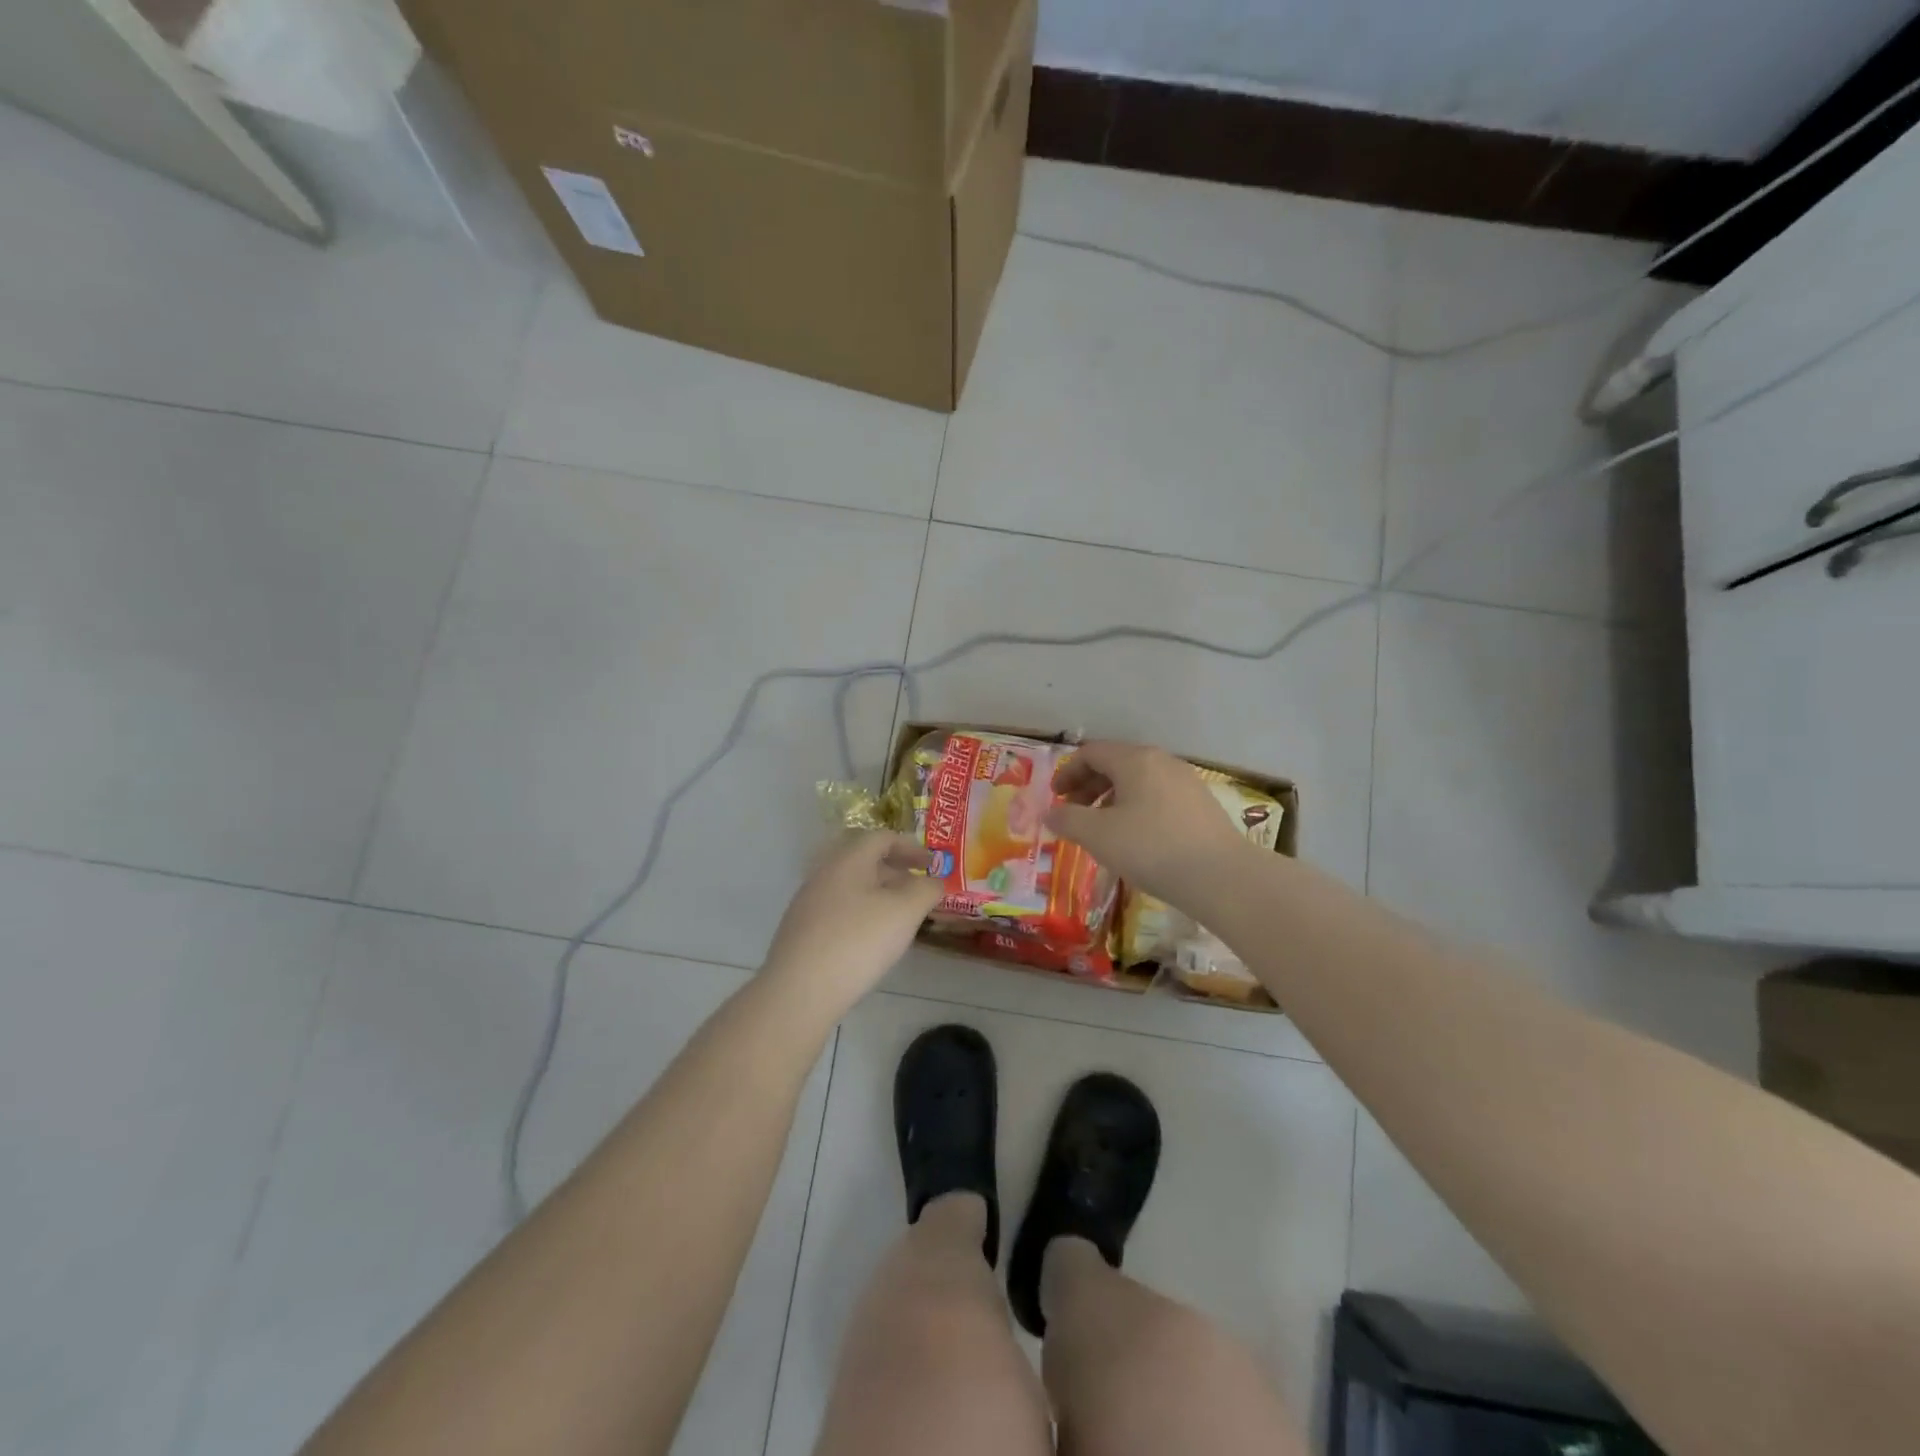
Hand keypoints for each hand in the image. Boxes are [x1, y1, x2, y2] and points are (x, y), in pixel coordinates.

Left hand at [762, 831, 943, 1019]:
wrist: (798, 992)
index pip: (881, 838)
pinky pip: (838, 911)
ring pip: (851, 888)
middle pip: (864, 862)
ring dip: (878, 895)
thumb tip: (934, 882)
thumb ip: (926, 891)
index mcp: (848, 861)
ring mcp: (808, 904)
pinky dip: (861, 914)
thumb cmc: (857, 942)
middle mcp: (824, 875)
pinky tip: (870, 941)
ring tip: (899, 918)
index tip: (932, 864)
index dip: (911, 847)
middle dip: (896, 872)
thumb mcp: (904, 912)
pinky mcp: (801, 932)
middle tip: (919, 890)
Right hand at [1046, 740, 1246, 905]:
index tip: (1055, 797)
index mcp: (1135, 760)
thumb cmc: (1151, 848)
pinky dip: (1136, 808)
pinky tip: (1136, 839)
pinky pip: (1158, 797)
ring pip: (1139, 781)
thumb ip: (1067, 819)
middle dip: (1089, 786)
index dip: (1068, 772)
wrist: (1221, 877)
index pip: (1091, 752)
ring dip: (1112, 799)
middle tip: (1074, 812)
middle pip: (1116, 764)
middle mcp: (1162, 762)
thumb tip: (1049, 812)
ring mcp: (1186, 782)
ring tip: (1102, 829)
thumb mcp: (1097, 835)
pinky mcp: (1202, 805)